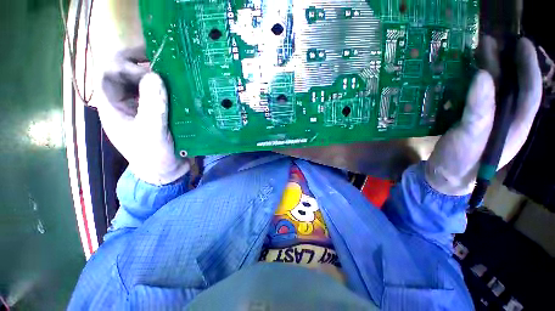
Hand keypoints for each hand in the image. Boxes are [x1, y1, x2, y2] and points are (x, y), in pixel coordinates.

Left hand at [91, 48, 188, 184]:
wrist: (166, 171)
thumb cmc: (153, 155)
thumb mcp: (152, 132)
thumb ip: (152, 106)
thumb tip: (155, 75)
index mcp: (113, 106)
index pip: (108, 74)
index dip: (125, 65)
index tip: (150, 69)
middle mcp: (124, 103)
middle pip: (124, 74)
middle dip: (139, 64)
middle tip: (161, 60)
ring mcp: (141, 108)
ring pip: (142, 83)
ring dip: (156, 76)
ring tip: (174, 72)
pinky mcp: (157, 113)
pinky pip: (158, 95)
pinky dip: (168, 89)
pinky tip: (180, 89)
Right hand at [425, 37, 541, 195]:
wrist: (443, 176)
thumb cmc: (462, 161)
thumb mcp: (472, 137)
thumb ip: (480, 109)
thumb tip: (482, 75)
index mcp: (515, 124)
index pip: (529, 91)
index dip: (529, 66)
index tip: (522, 43)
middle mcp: (506, 119)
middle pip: (510, 86)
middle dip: (505, 62)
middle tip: (491, 42)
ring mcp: (488, 120)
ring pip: (493, 90)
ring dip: (487, 70)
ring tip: (477, 52)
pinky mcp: (470, 121)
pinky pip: (476, 97)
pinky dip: (472, 84)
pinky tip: (462, 76)